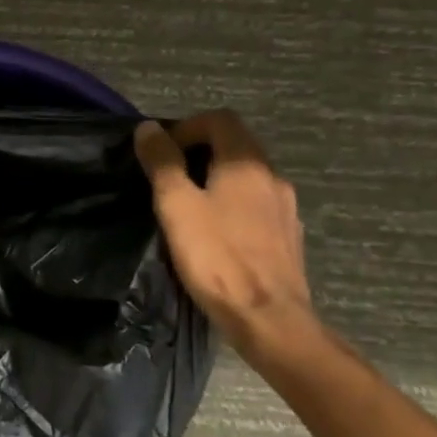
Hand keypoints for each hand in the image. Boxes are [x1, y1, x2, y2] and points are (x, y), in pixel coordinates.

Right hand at [135, 110, 312, 351]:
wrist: (268, 317)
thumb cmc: (216, 257)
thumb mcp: (176, 205)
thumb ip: (162, 163)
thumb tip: (148, 128)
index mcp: (246, 163)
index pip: (220, 119)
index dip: (187, 127)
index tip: (162, 153)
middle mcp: (272, 176)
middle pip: (236, 144)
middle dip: (200, 151)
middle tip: (168, 179)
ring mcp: (285, 207)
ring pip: (247, 177)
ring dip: (217, 179)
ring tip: (188, 207)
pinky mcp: (288, 235)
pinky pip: (257, 204)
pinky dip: (233, 205)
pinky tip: (216, 234)